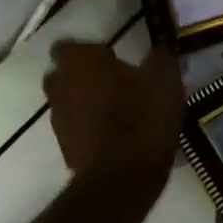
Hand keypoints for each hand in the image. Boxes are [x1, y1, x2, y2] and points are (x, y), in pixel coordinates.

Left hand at [44, 39, 183, 186]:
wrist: (123, 177)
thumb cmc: (143, 115)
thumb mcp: (164, 79)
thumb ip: (161, 58)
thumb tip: (162, 48)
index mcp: (79, 60)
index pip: (69, 45)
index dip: (90, 50)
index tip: (113, 57)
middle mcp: (60, 85)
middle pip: (65, 74)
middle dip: (85, 76)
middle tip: (117, 81)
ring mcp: (58, 119)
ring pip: (69, 102)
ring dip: (88, 103)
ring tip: (120, 110)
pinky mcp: (64, 148)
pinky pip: (77, 129)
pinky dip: (91, 128)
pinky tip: (118, 135)